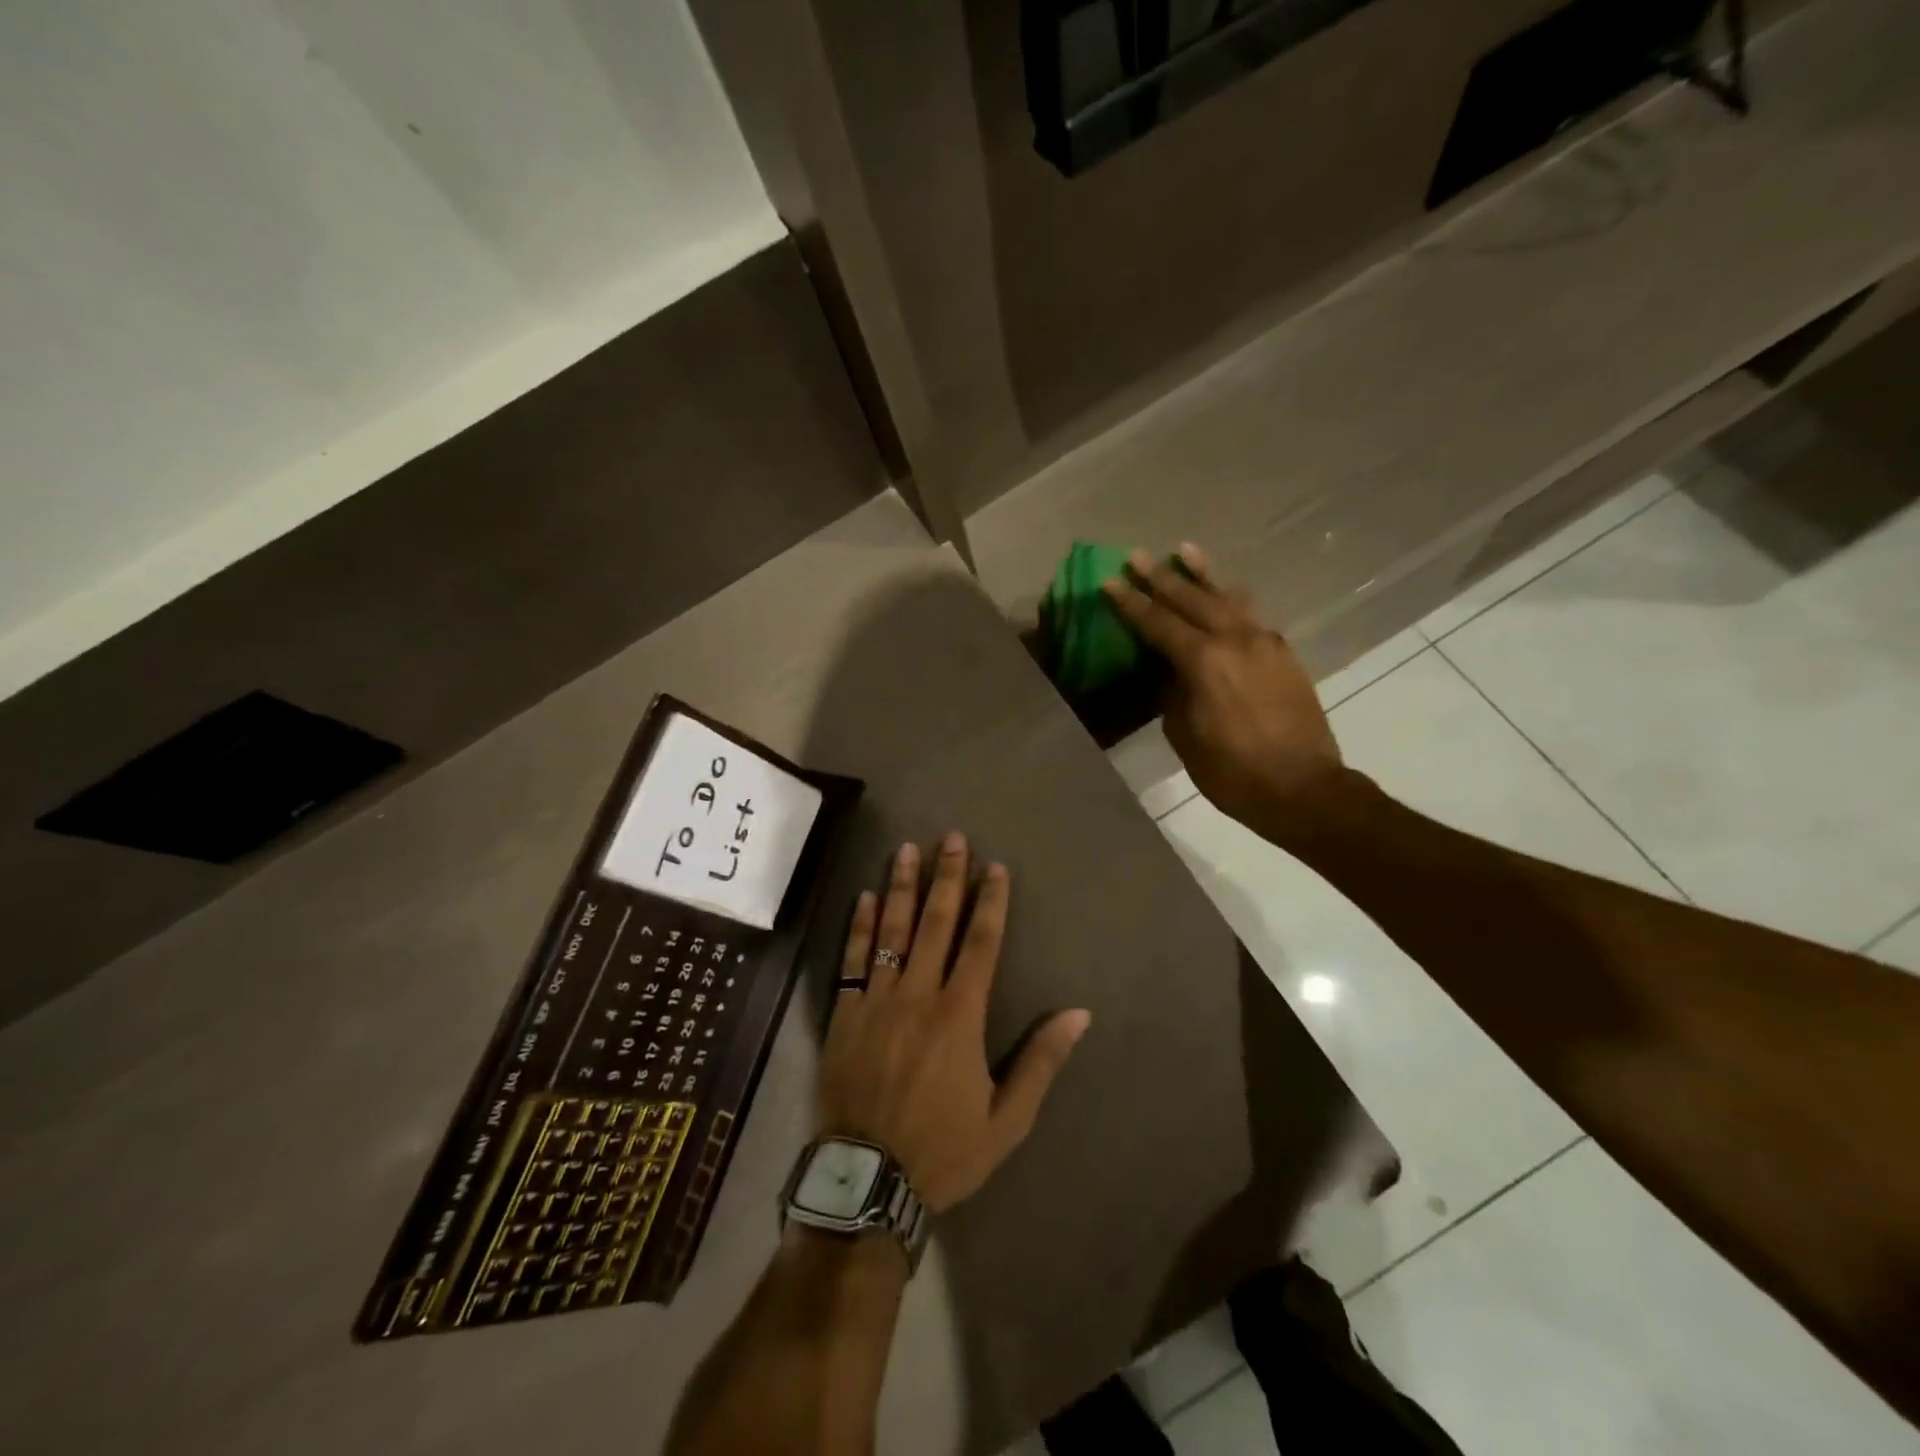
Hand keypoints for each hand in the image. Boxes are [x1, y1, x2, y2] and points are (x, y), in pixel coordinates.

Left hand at [819, 834, 1090, 1213]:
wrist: (868, 1181)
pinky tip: (863, 897)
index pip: (980, 943)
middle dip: (947, 877)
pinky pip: (853, 960)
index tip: (995, 866)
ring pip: (891, 931)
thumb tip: (1078, 1014)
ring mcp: (877, 1000)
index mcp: (960, 1015)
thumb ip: (1041, 1061)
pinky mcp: (845, 1014)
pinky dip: (858, 926)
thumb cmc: (943, 1150)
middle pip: (936, 923)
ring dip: (901, 887)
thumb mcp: (1007, 1120)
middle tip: (951, 838)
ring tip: (907, 849)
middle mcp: (919, 994)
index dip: (990, 902)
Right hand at [1104, 545, 1344, 833]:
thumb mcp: (1185, 736)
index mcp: (1203, 661)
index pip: (1158, 623)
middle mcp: (1234, 640)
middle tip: (1138, 557)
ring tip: (1185, 551)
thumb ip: (1172, 695)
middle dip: (1161, 578)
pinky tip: (1226, 592)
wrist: (1303, 788)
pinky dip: (1232, 599)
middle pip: (1192, 599)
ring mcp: (1264, 643)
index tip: (1110, 582)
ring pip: (1227, 598)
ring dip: (1203, 576)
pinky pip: (1251, 615)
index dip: (1131, 603)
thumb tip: (1167, 673)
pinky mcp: (1283, 654)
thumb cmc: (1232, 771)